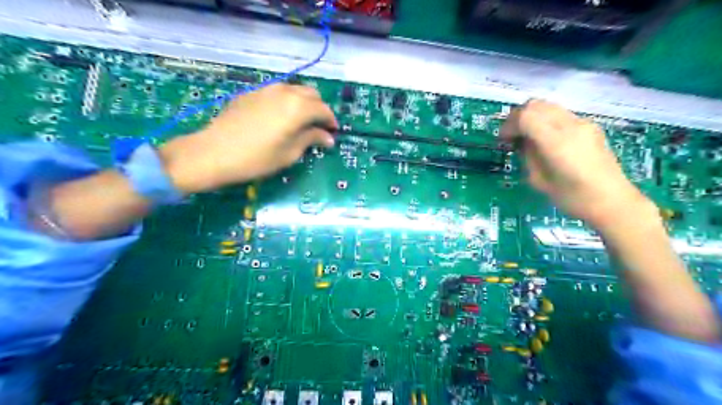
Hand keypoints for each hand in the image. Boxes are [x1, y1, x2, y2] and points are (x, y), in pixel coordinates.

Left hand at [158, 82, 336, 192]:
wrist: (214, 152)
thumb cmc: (258, 158)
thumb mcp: (290, 153)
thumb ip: (311, 140)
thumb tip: (328, 138)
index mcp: (298, 107)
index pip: (323, 110)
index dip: (331, 121)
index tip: (332, 133)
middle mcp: (285, 92)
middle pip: (311, 94)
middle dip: (319, 109)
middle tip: (318, 128)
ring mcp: (266, 90)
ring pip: (294, 90)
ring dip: (303, 103)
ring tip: (300, 122)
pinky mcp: (251, 93)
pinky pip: (277, 93)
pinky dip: (286, 102)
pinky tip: (279, 118)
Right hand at [501, 97, 658, 230]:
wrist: (613, 202)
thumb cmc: (572, 198)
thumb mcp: (538, 180)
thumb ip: (528, 155)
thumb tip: (522, 142)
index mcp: (557, 142)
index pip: (526, 116)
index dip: (509, 125)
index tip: (503, 140)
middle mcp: (571, 126)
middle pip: (536, 105)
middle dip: (518, 117)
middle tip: (511, 135)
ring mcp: (583, 123)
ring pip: (549, 106)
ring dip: (532, 116)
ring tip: (527, 136)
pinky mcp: (590, 126)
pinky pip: (561, 114)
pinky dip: (545, 120)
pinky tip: (545, 139)